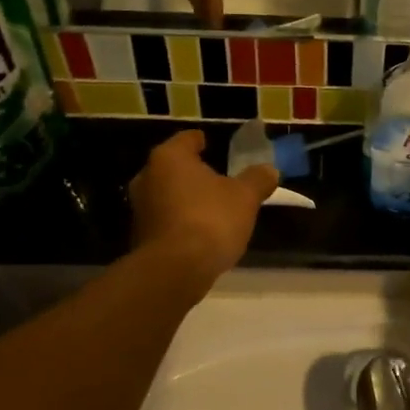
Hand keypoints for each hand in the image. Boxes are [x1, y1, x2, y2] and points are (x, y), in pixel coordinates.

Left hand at [130, 131, 278, 282]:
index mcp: (170, 157)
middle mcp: (147, 177)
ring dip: (185, 199)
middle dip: (193, 172)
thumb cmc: (211, 220)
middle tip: (215, 178)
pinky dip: (180, 221)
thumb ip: (257, 180)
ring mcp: (140, 208)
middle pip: (173, 168)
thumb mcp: (245, 197)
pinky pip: (165, 220)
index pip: (187, 139)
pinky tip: (199, 232)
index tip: (212, 144)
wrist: (176, 270)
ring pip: (167, 195)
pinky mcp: (140, 236)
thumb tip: (269, 170)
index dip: (201, 141)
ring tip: (210, 207)